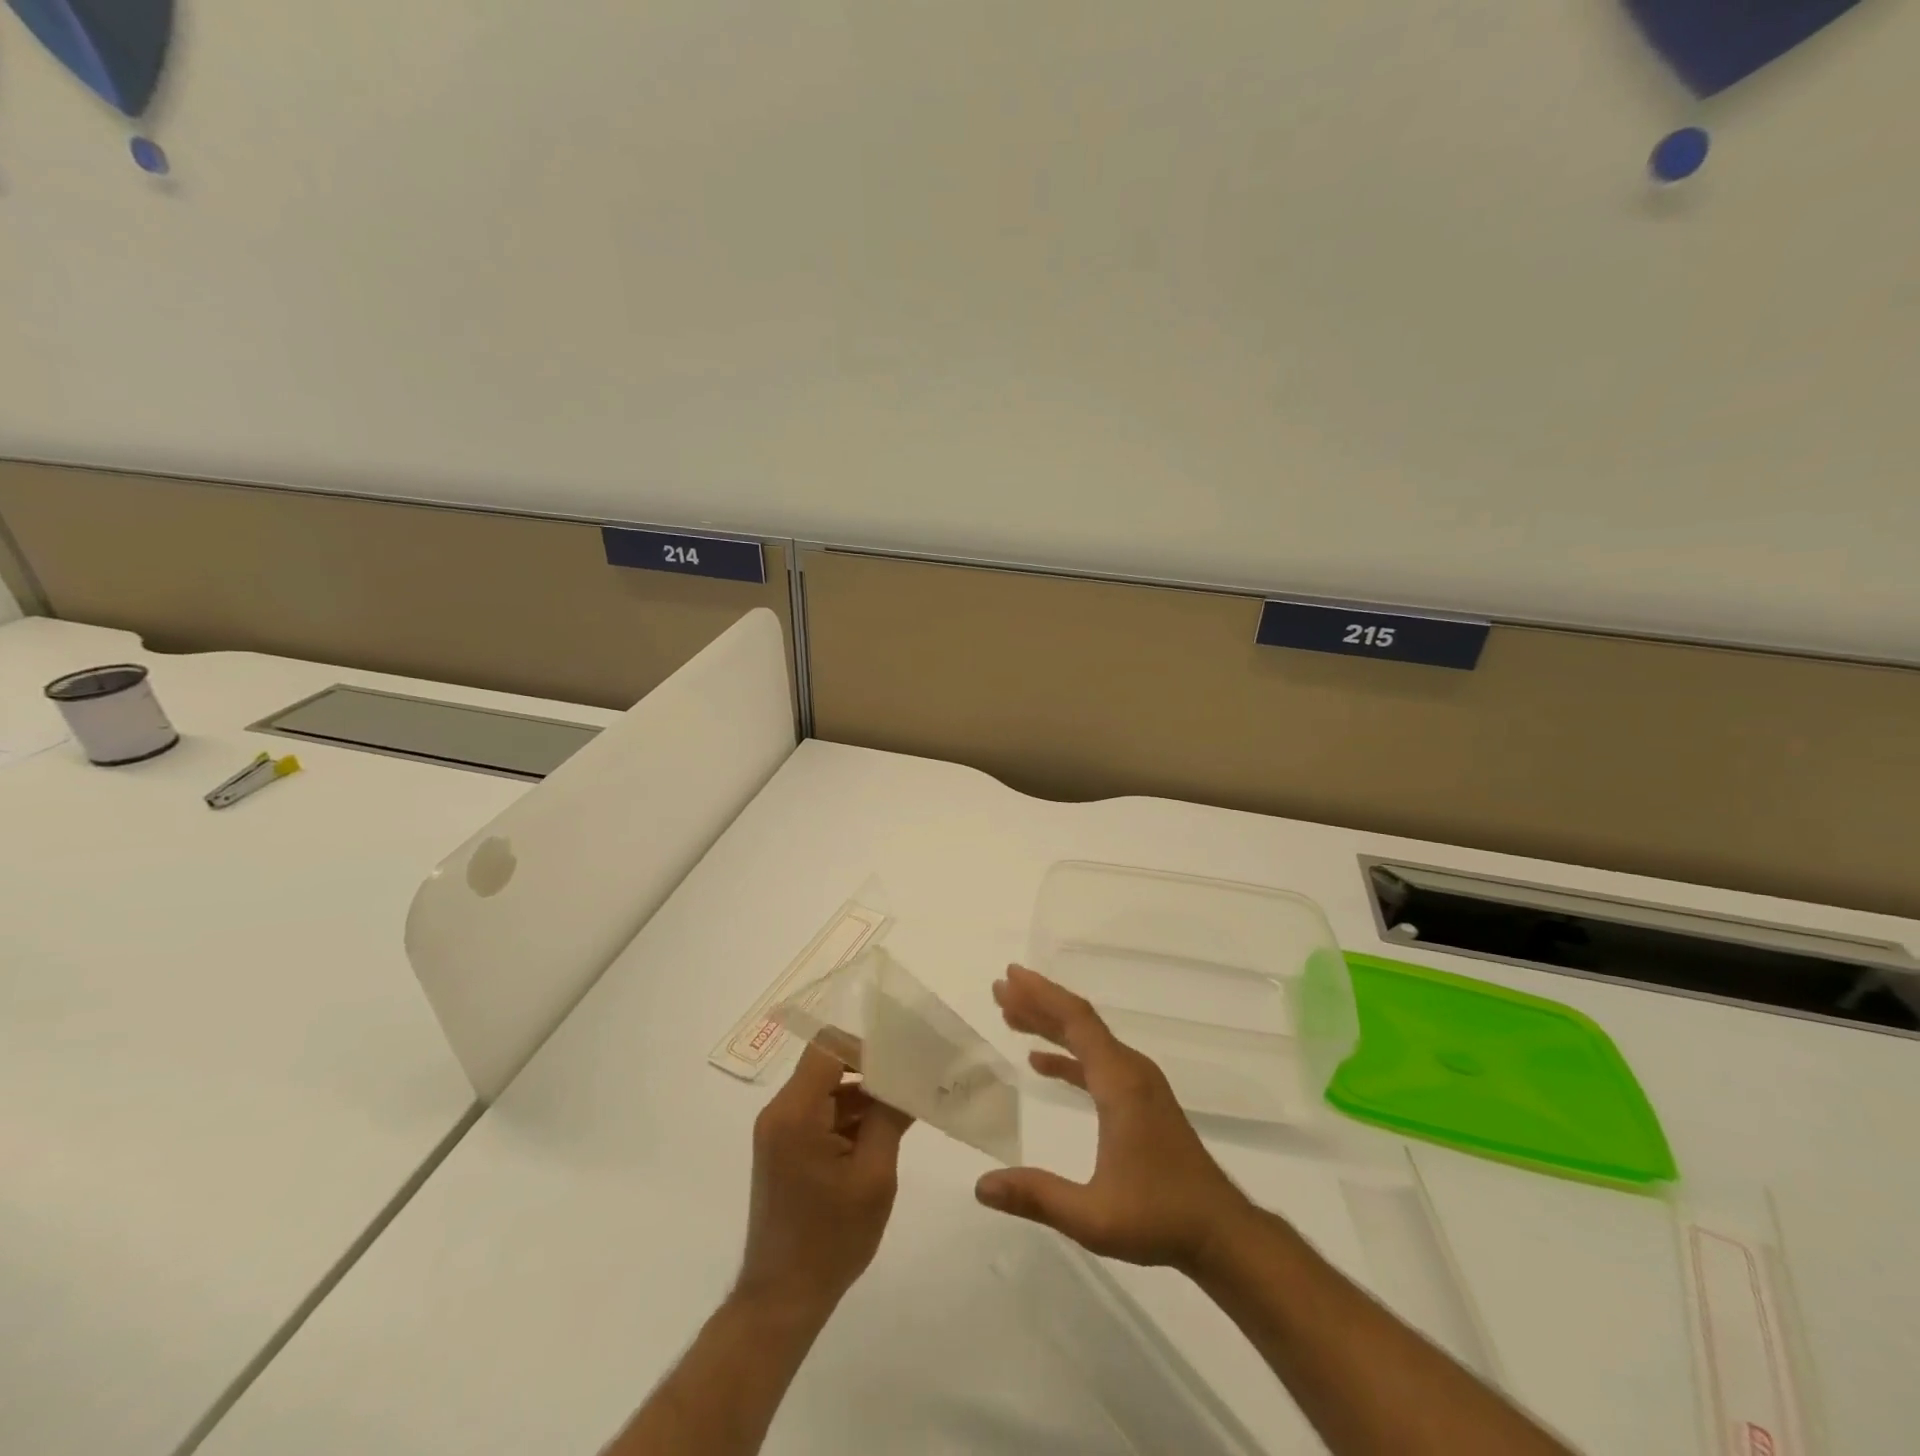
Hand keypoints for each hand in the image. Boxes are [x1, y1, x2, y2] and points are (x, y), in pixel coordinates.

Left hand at [736, 1045, 914, 1319]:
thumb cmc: (830, 1239)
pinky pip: (820, 1115)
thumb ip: (889, 1118)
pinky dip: (849, 1119)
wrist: (782, 1300)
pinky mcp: (784, 1150)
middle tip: (912, 1082)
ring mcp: (779, 1132)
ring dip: (863, 1098)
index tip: (901, 1061)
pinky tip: (883, 1134)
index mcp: (795, 1112)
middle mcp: (780, 1112)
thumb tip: (908, 1078)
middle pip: (827, 1067)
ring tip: (906, 1108)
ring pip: (827, 1091)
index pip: (828, 1047)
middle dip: (870, 1073)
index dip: (865, 1046)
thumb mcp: (873, 1176)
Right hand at [975, 965, 1253, 1272]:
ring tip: (1010, 1015)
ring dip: (1050, 1024)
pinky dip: (1067, 1055)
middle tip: (1000, 988)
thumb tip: (981, 1187)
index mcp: (1120, 1082)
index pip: (1076, 1021)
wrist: (1221, 1232)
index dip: (1041, 995)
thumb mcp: (1093, 1217)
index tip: (1009, 977)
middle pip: (1080, 1021)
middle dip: (1038, 1001)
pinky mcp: (1141, 1099)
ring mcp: (1139, 1083)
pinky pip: (1097, 1061)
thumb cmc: (1159, 1218)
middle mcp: (1130, 1070)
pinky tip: (1041, 1062)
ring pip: (1088, 1039)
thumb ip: (1037, 1197)